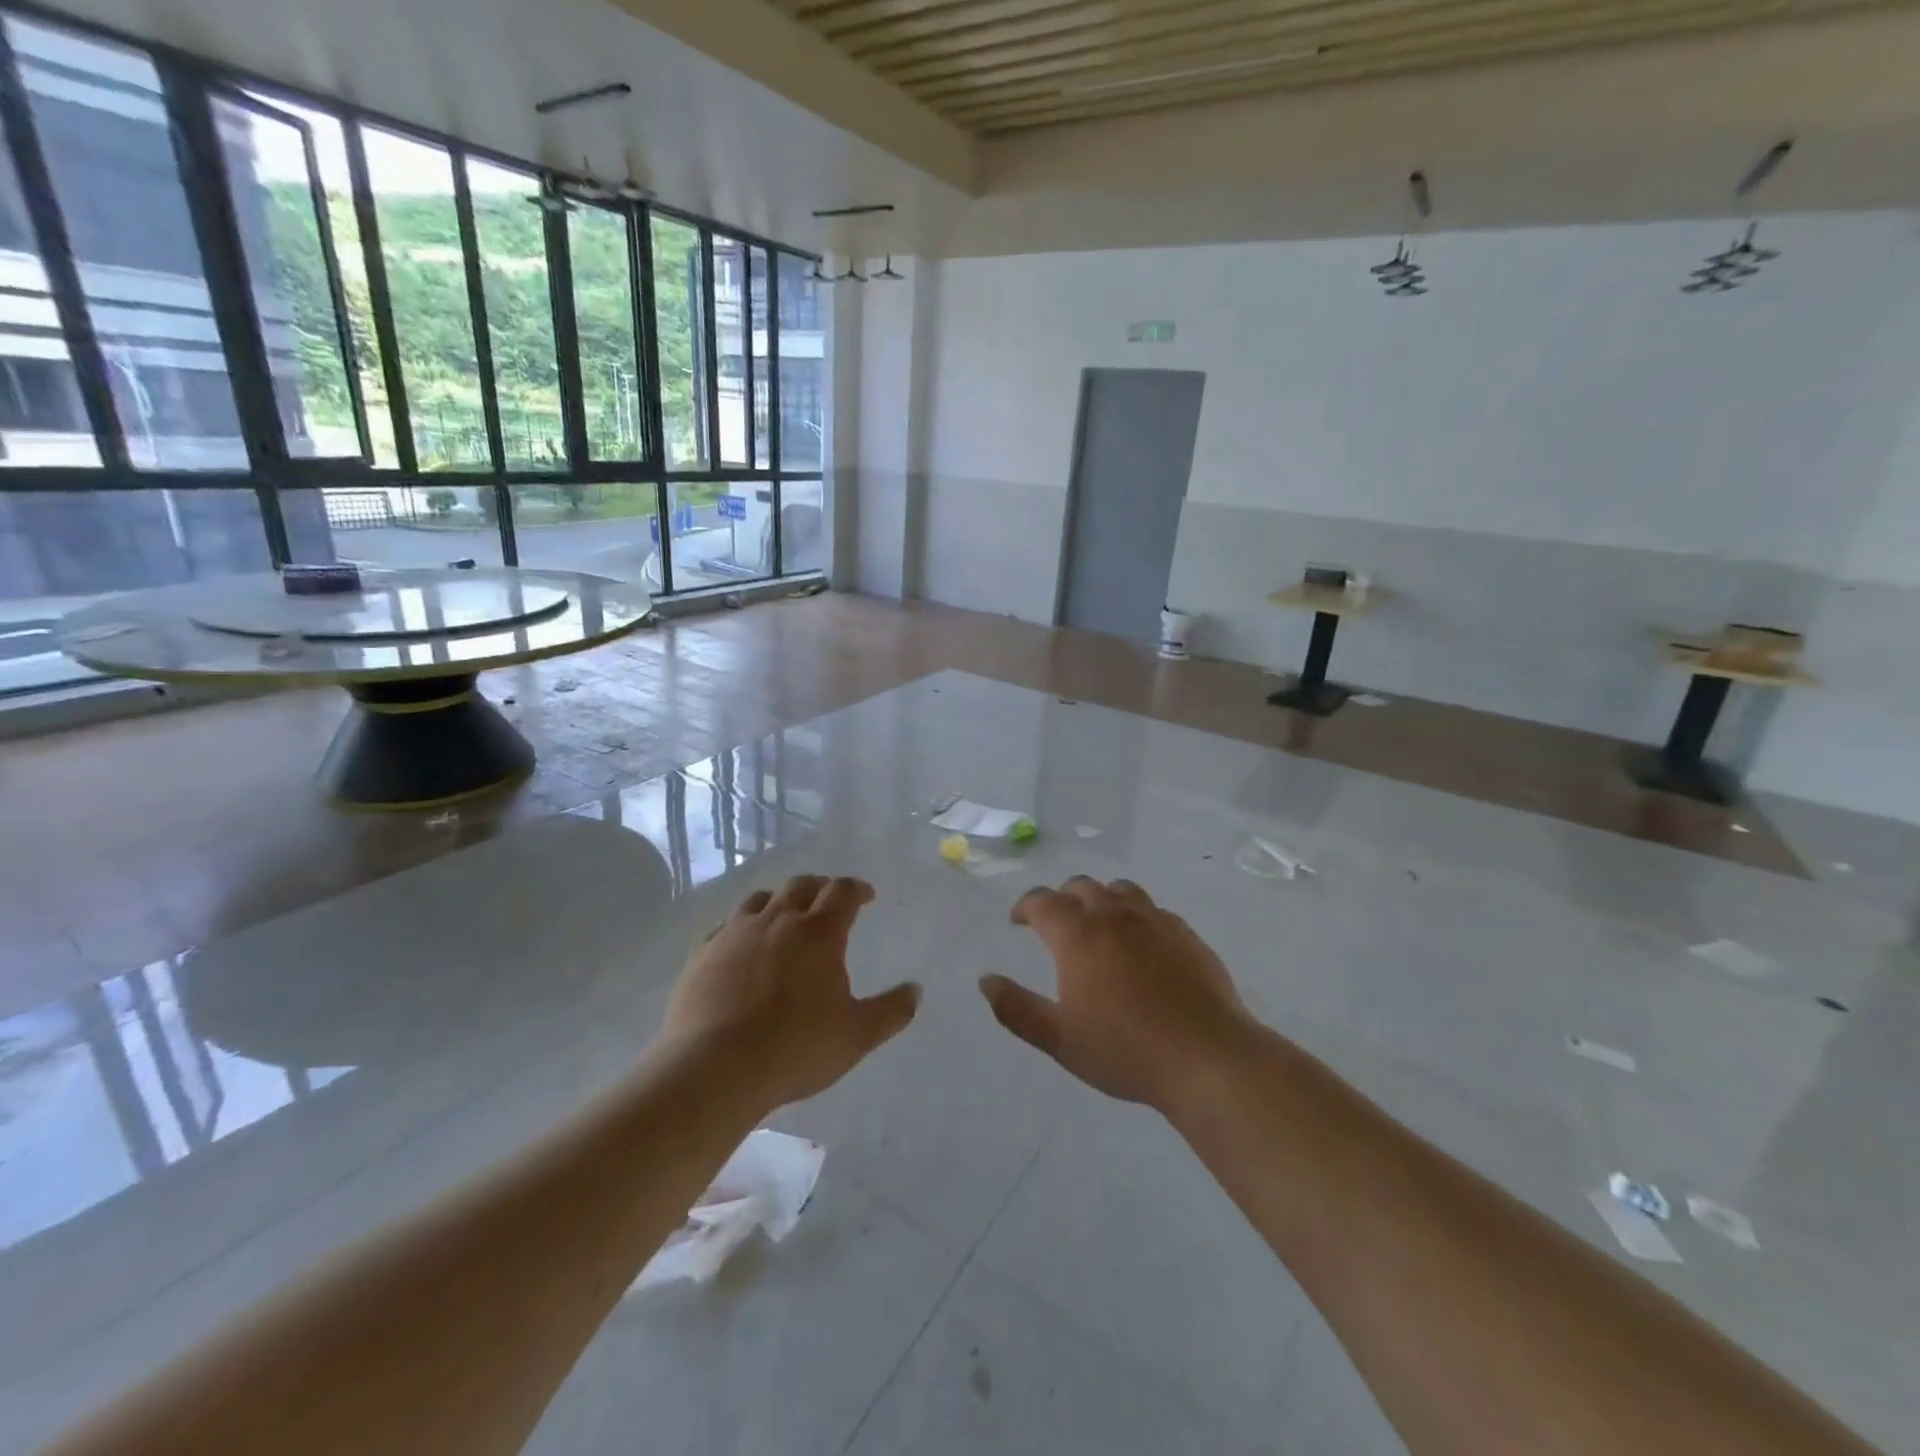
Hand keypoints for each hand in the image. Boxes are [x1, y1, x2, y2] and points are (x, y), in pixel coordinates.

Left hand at [661, 875, 920, 1109]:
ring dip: (779, 900)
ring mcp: (735, 933)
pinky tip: (741, 944)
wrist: (714, 1069)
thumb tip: (916, 990)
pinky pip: (725, 926)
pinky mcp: (702, 953)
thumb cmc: (795, 1049)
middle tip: (828, 901)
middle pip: (801, 886)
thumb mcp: (856, 1036)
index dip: (857, 889)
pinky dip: (742, 926)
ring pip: (761, 899)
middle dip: (820, 888)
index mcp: (819, 932)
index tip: (866, 896)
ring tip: (785, 916)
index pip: (842, 892)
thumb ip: (891, 1011)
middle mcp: (777, 920)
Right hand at [981, 876, 1253, 1111]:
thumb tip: (985, 981)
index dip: (1025, 906)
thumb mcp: (1059, 1039)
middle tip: (1055, 923)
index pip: (1042, 901)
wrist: (1206, 1057)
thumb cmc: (1125, 1050)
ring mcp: (1154, 920)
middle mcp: (1114, 915)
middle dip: (1061, 899)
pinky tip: (1141, 943)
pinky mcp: (1185, 933)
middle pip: (1081, 887)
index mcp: (1078, 935)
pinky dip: (1136, 916)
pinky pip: (1153, 909)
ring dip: (1100, 899)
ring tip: (1098, 924)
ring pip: (1120, 889)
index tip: (1018, 920)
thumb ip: (1016, 1008)